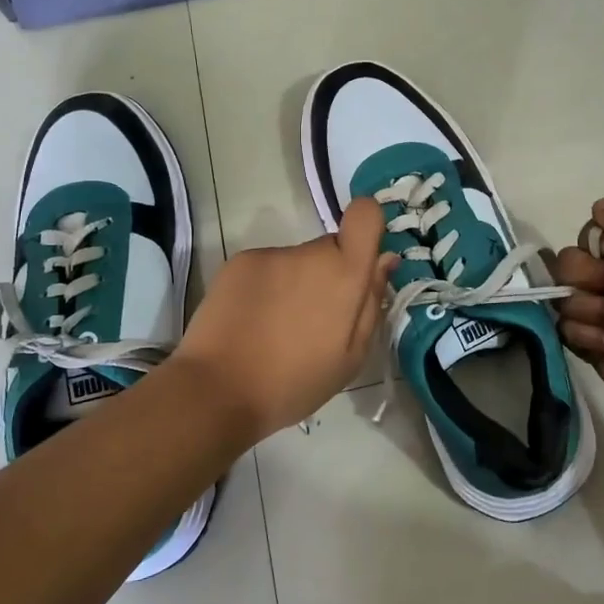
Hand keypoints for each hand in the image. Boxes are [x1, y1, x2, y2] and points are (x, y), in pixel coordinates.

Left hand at [171, 197, 396, 439]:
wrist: (218, 389)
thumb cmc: (295, 382)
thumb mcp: (351, 357)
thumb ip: (372, 302)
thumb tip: (385, 260)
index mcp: (345, 274)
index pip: (365, 214)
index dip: (367, 226)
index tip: (360, 259)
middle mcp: (310, 253)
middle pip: (330, 248)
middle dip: (329, 274)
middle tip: (313, 320)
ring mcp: (272, 255)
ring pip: (296, 262)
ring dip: (295, 284)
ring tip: (277, 328)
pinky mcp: (240, 261)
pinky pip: (266, 268)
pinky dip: (265, 288)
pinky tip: (252, 322)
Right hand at [554, 199, 603, 440]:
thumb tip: (600, 205)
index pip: (590, 236)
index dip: (598, 248)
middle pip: (569, 264)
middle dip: (591, 281)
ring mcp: (600, 312)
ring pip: (564, 298)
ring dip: (593, 313)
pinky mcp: (587, 342)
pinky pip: (564, 328)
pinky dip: (590, 338)